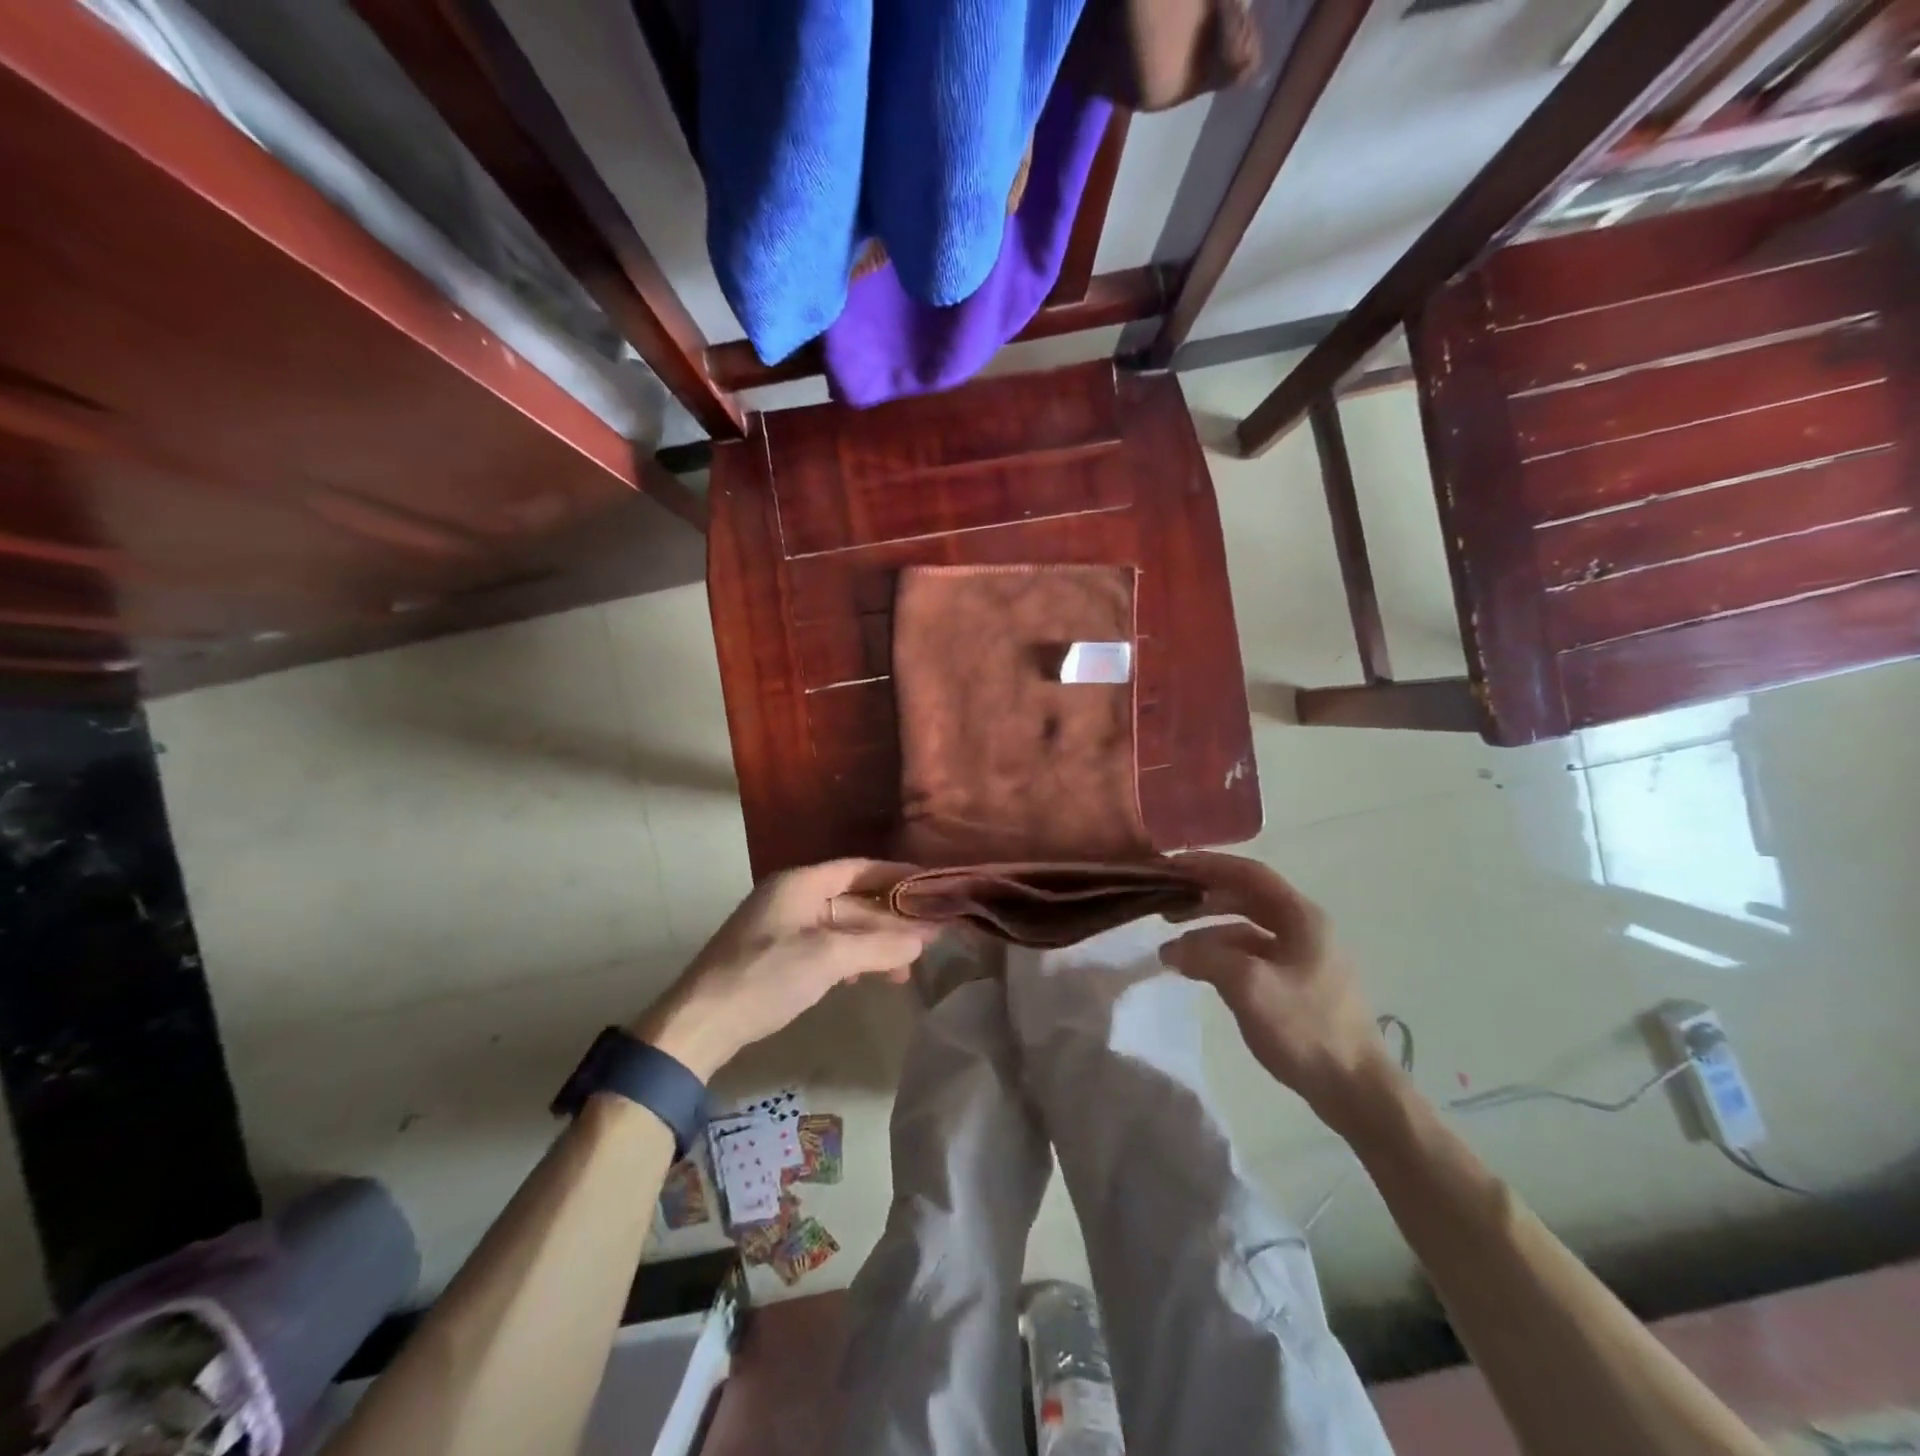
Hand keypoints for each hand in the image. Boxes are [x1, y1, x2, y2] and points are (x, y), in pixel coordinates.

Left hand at [632, 860, 938, 1080]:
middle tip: (930, 935)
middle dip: (891, 919)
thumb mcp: (828, 958)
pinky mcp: (779, 956)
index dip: (897, 874)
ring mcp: (784, 927)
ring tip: (907, 967)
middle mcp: (793, 897)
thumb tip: (923, 940)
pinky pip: (827, 947)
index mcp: (801, 883)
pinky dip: (852, 958)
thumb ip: (879, 946)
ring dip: (874, 943)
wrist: (701, 1023)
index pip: (860, 868)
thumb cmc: (766, 976)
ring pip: (842, 927)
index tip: (931, 885)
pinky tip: (871, 976)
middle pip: (854, 899)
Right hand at [1160, 852, 1398, 1127]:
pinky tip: (1201, 970)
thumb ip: (1205, 957)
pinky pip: (1253, 955)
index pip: (1249, 873)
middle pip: (1247, 898)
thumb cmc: (1306, 1028)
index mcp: (1302, 917)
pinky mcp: (1299, 985)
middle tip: (1165, 906)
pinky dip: (1223, 955)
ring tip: (1174, 945)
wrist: (1356, 1090)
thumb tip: (1171, 949)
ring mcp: (1304, 958)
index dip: (1208, 865)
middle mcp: (1305, 928)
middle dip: (1204, 898)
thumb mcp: (1249, 986)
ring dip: (1210, 930)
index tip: (1171, 867)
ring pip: (1248, 929)